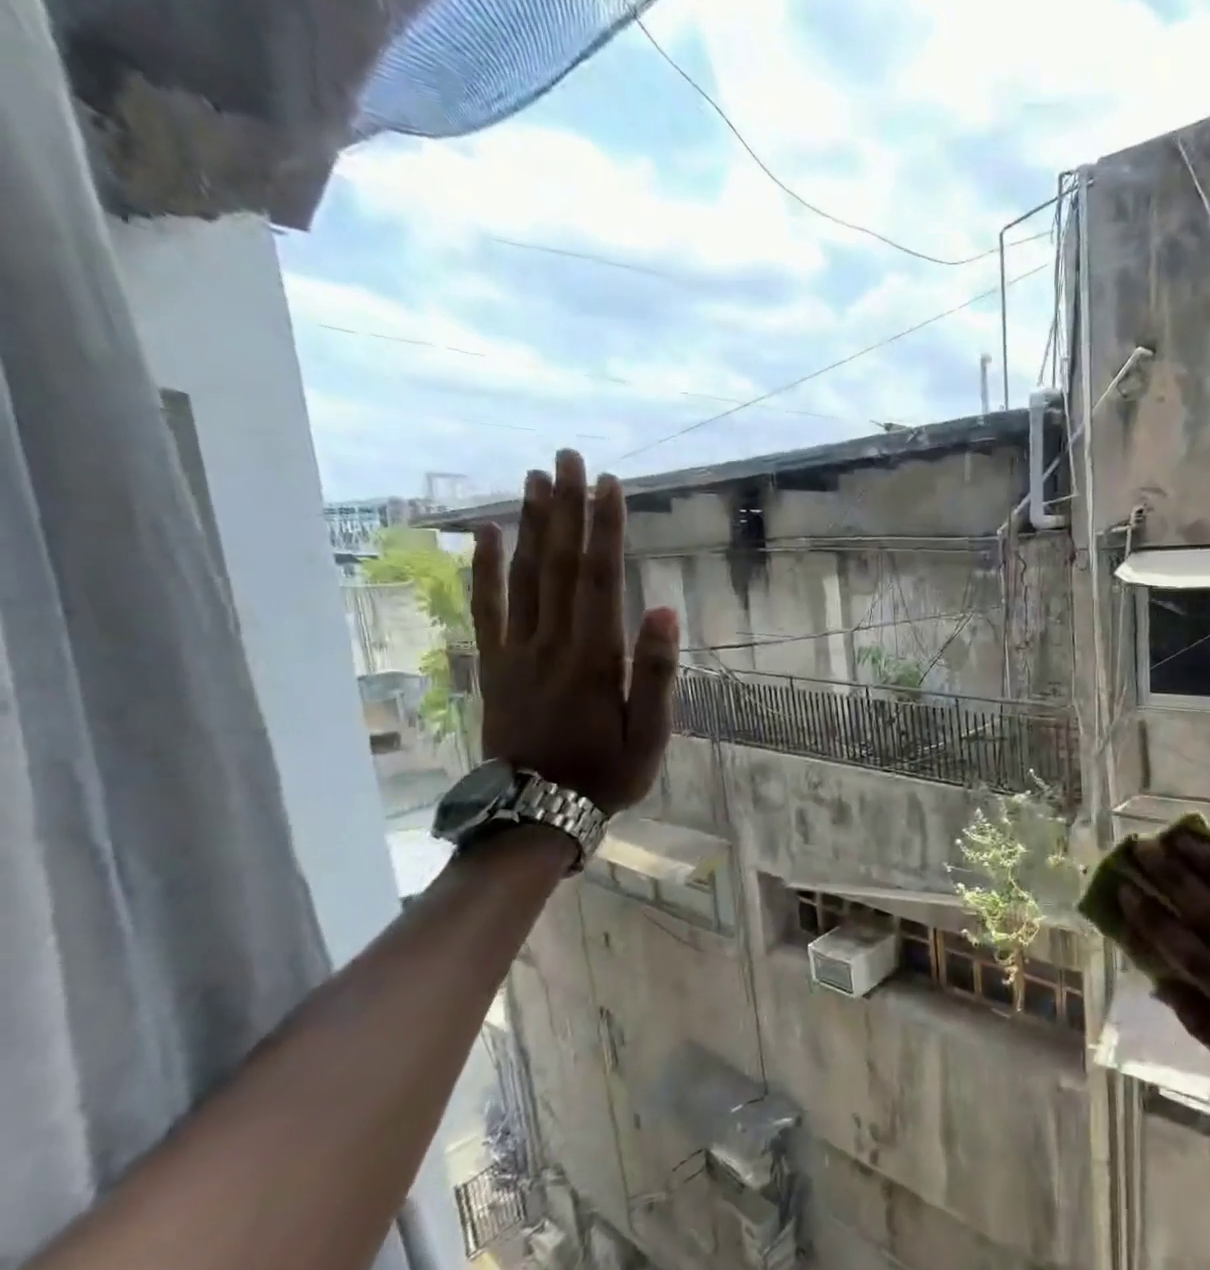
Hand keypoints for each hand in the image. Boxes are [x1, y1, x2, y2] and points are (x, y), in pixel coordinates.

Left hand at [469, 450, 678, 814]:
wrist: (537, 811)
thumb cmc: (607, 773)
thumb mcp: (650, 734)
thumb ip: (657, 673)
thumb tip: (665, 611)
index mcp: (594, 657)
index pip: (600, 579)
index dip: (605, 529)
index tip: (610, 484)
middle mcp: (552, 642)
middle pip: (558, 564)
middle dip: (566, 508)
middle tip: (568, 458)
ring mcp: (517, 651)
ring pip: (522, 576)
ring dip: (530, 524)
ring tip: (535, 478)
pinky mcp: (495, 664)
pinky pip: (486, 609)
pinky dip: (484, 569)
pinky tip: (484, 534)